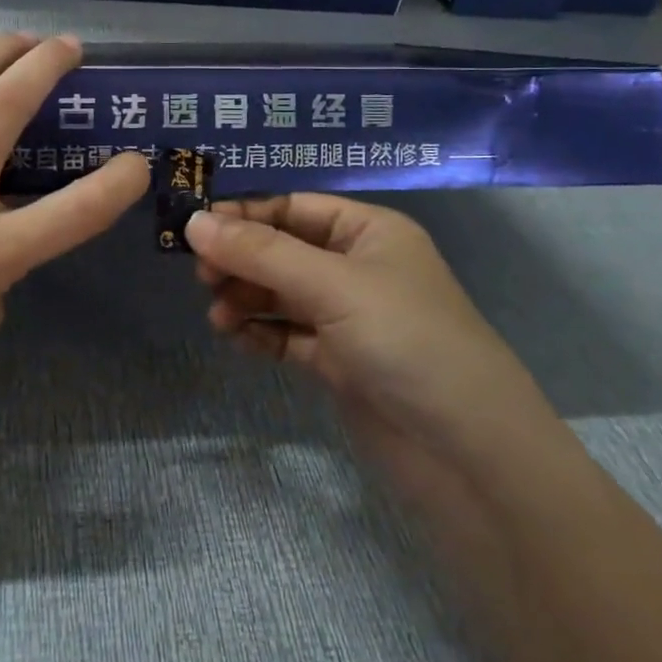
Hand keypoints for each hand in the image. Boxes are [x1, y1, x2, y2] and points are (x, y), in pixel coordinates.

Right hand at [186, 196, 552, 455]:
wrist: (468, 454)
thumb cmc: (407, 342)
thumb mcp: (332, 285)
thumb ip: (261, 253)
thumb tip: (193, 222)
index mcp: (368, 232)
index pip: (293, 207)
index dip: (244, 214)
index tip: (194, 229)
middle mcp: (357, 268)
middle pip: (281, 250)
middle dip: (241, 261)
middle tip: (203, 279)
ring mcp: (348, 318)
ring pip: (279, 294)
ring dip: (245, 299)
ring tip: (218, 317)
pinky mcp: (339, 362)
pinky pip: (286, 335)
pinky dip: (259, 333)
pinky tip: (236, 339)